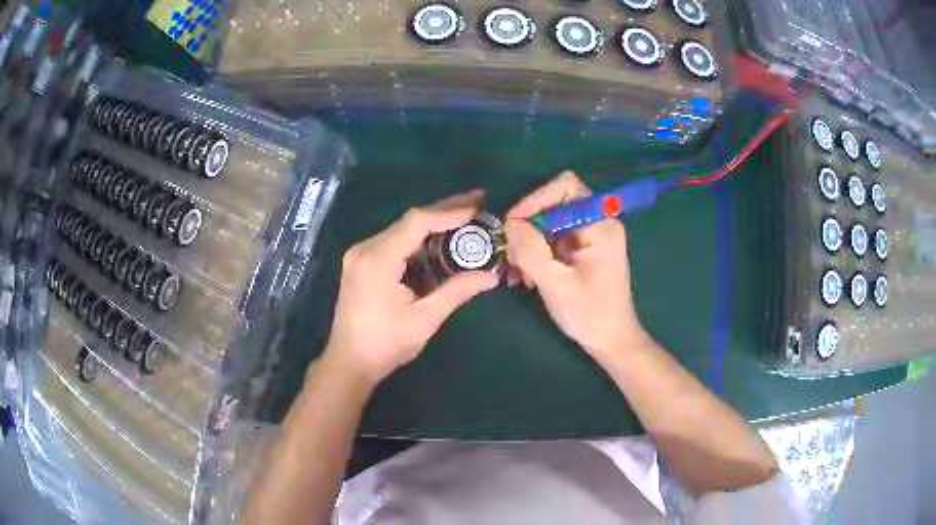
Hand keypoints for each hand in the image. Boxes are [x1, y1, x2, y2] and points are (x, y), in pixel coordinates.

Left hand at [323, 190, 499, 385]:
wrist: (349, 362)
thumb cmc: (386, 344)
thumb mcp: (425, 318)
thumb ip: (457, 291)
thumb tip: (491, 276)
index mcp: (378, 260)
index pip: (417, 223)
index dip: (449, 213)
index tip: (477, 207)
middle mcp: (365, 249)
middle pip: (409, 221)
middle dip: (444, 212)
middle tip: (477, 202)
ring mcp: (360, 255)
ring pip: (402, 230)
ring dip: (432, 226)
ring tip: (465, 221)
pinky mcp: (361, 263)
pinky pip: (394, 243)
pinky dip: (418, 241)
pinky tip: (439, 244)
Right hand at [505, 172, 646, 362]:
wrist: (611, 341)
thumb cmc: (589, 314)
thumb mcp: (555, 283)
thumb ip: (530, 249)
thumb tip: (509, 222)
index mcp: (599, 224)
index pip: (565, 186)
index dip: (536, 198)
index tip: (513, 224)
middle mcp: (597, 222)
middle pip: (554, 203)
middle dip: (528, 226)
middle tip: (513, 255)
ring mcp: (590, 236)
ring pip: (549, 222)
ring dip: (529, 243)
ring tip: (518, 272)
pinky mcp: (582, 249)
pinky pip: (552, 238)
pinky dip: (536, 252)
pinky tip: (527, 276)